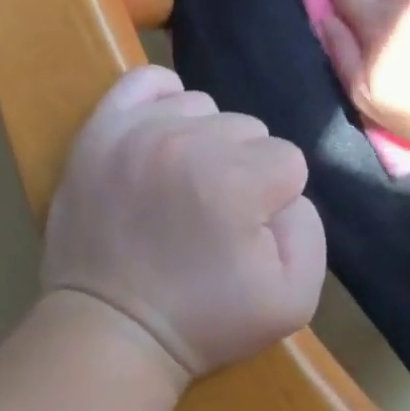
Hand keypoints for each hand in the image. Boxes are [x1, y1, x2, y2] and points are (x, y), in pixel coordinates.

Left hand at [42, 65, 325, 386]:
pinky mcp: (100, 130)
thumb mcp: (293, 300)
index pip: (288, 161)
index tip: (246, 233)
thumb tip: (287, 192)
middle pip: (247, 129)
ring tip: (182, 184)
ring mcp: (138, 130)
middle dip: (241, 169)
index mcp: (236, 180)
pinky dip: (163, 99)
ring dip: (203, 140)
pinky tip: (164, 133)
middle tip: (212, 214)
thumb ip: (310, 231)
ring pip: (202, 107)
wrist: (111, 330)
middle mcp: (188, 142)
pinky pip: (144, 81)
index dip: (274, 200)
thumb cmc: (203, 320)